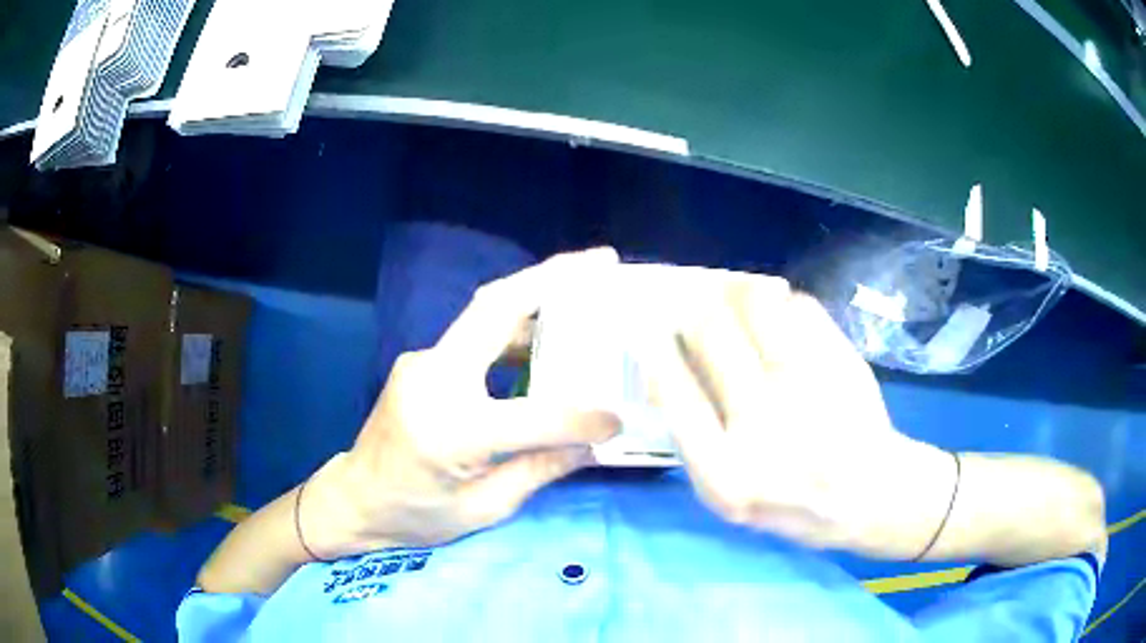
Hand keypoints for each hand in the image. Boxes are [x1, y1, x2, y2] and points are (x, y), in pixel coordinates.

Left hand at [301, 249, 621, 558]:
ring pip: (486, 313)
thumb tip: (595, 441)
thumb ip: (540, 469)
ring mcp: (422, 362)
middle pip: (496, 308)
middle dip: (554, 277)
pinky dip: (516, 324)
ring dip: (536, 294)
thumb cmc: (416, 516)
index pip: (533, 416)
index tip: (618, 416)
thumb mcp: (485, 509)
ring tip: (585, 286)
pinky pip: (475, 334)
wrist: (355, 499)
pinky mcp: (422, 361)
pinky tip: (546, 333)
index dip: (582, 417)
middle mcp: (433, 379)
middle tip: (604, 260)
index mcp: (450, 431)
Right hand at [639, 268, 954, 558]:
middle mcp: (762, 422)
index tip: (648, 332)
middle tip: (695, 311)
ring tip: (736, 301)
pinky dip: (783, 303)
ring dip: (736, 292)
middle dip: (692, 310)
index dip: (653, 348)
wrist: (870, 494)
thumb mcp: (727, 496)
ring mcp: (808, 384)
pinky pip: (799, 304)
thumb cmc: (790, 502)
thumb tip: (665, 362)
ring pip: (755, 300)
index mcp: (723, 471)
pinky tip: (783, 319)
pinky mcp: (842, 359)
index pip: (671, 387)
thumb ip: (693, 439)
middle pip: (708, 327)